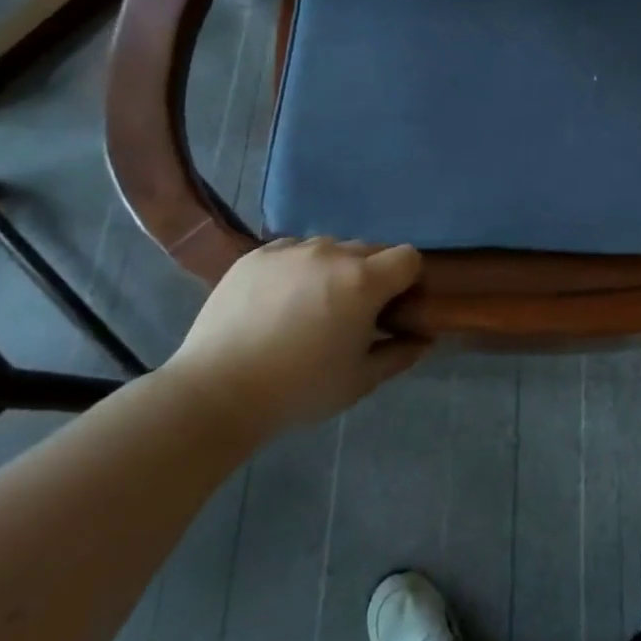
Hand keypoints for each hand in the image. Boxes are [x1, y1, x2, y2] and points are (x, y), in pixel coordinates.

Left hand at [165, 238, 426, 447]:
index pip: (408, 257)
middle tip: (352, 314)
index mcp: (363, 280)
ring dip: (333, 270)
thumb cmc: (298, 390)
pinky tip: (278, 304)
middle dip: (371, 276)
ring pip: (329, 249)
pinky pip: (292, 251)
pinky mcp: (257, 254)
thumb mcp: (359, 381)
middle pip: (370, 250)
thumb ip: (400, 354)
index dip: (408, 280)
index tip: (395, 308)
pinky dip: (296, 270)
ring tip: (309, 308)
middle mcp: (331, 252)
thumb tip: (424, 337)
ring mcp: (291, 249)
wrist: (216, 392)